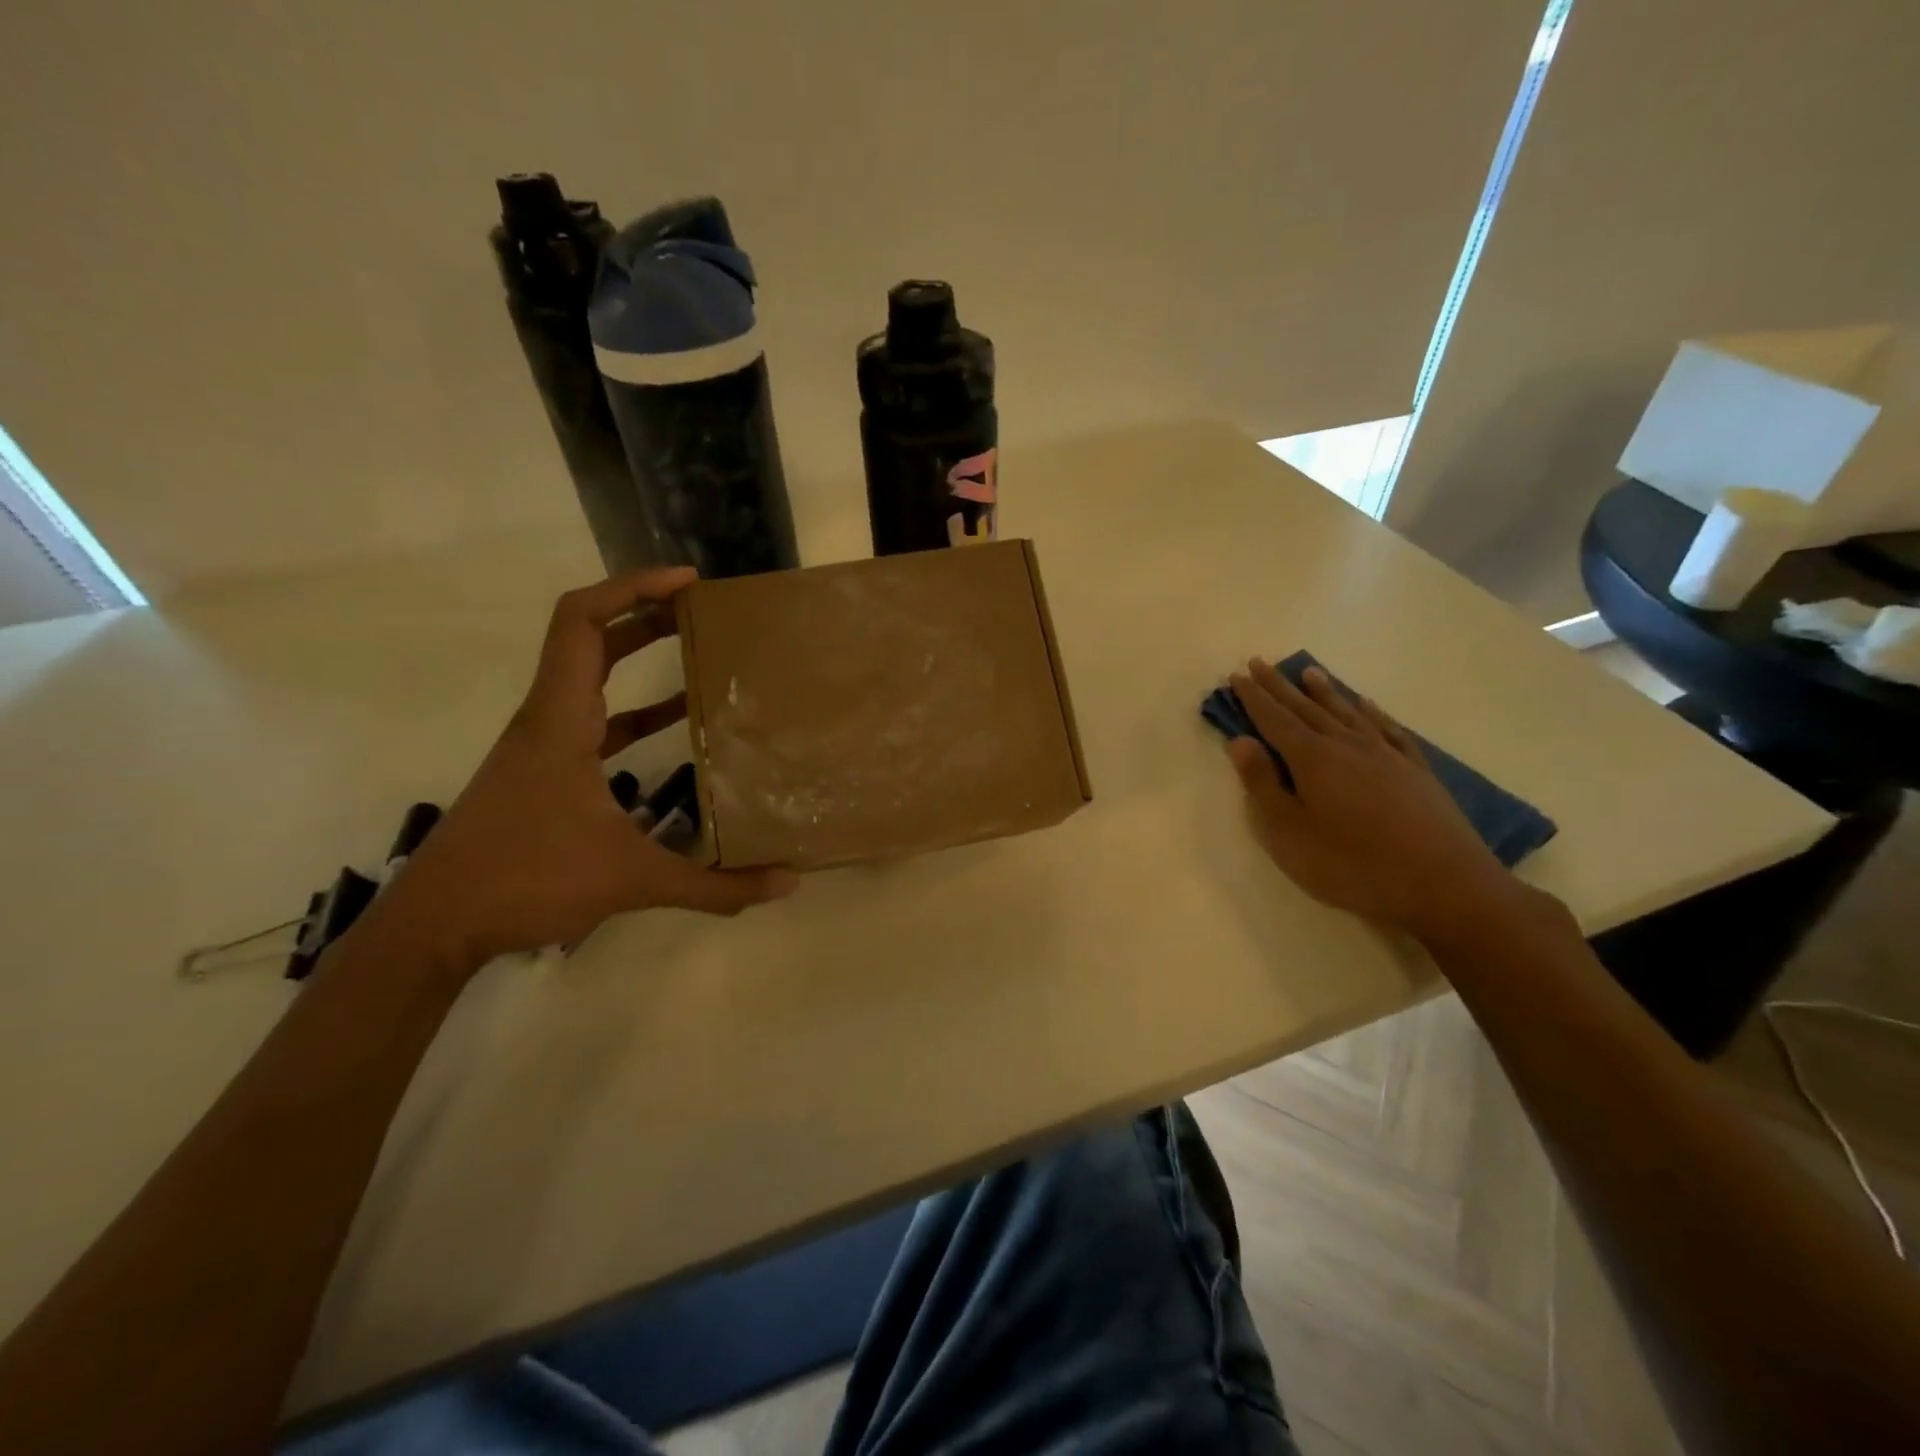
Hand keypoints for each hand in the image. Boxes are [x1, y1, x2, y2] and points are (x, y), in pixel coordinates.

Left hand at [372, 569, 797, 977]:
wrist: (436, 925)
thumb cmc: (526, 881)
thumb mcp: (631, 881)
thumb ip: (714, 886)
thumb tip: (788, 884)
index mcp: (561, 721)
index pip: (583, 623)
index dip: (632, 589)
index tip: (688, 583)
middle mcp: (548, 719)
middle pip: (591, 638)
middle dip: (647, 612)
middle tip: (705, 609)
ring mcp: (544, 746)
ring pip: (590, 677)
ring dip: (638, 655)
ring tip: (699, 648)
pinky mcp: (546, 772)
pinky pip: (596, 721)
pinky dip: (635, 711)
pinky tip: (676, 723)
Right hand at [1223, 660, 1526, 945]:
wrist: (1444, 885)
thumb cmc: (1351, 864)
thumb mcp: (1289, 833)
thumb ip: (1262, 785)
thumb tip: (1240, 742)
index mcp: (1312, 759)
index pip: (1274, 719)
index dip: (1253, 698)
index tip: (1237, 674)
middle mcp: (1347, 746)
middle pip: (1306, 709)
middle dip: (1279, 687)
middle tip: (1260, 663)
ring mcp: (1386, 755)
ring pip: (1346, 713)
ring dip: (1324, 692)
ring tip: (1308, 672)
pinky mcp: (1416, 771)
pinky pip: (1388, 730)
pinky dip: (1373, 713)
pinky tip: (1366, 705)